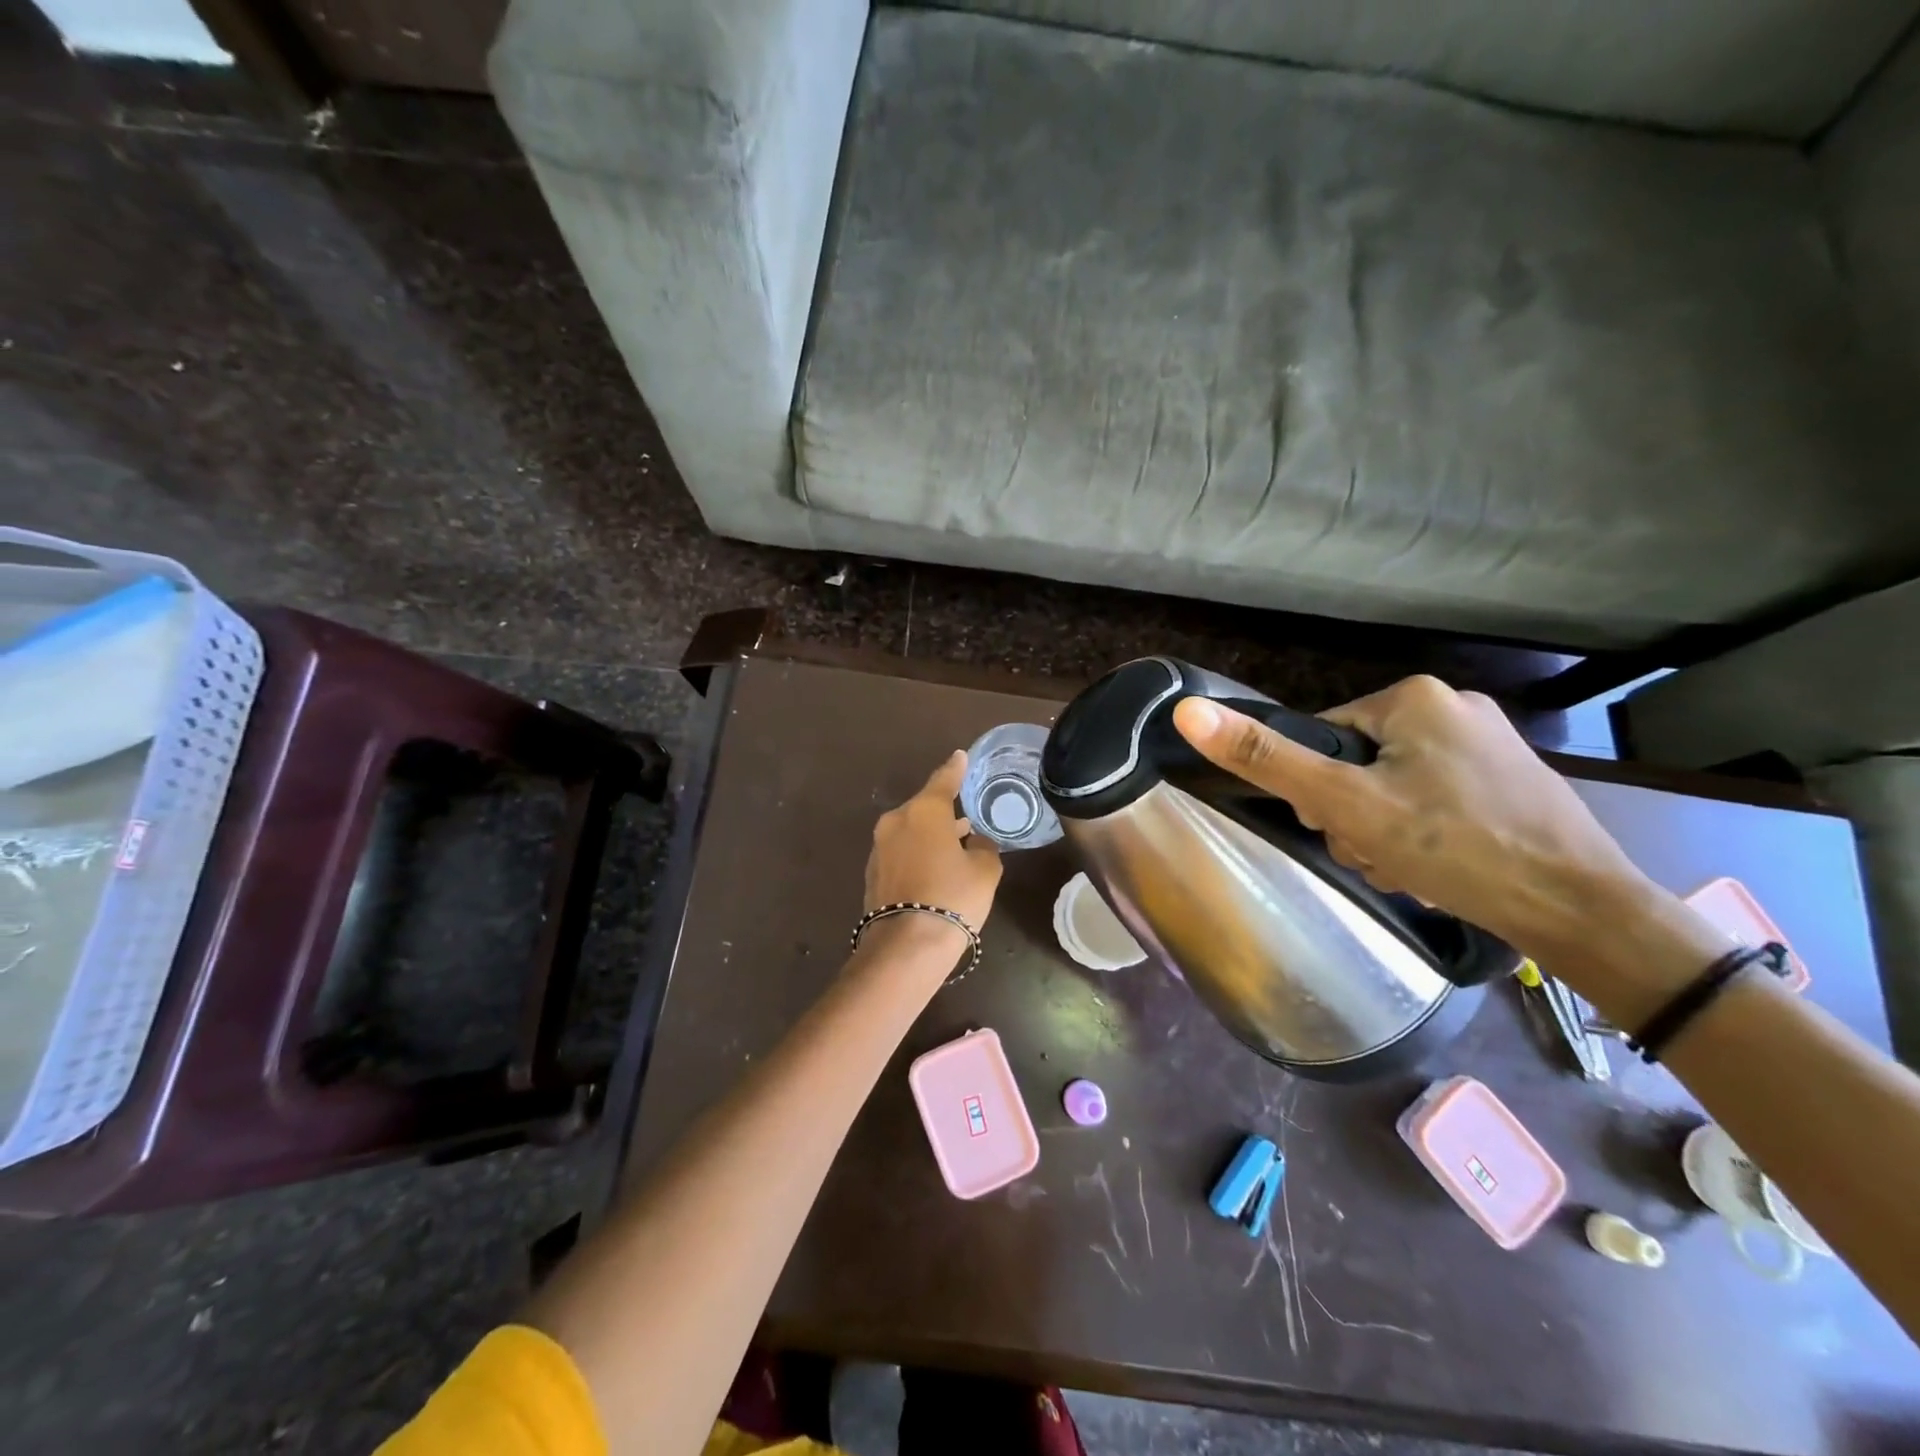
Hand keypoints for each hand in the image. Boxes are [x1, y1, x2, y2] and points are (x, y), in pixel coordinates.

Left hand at [864, 750, 1002, 932]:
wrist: (906, 946)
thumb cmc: (953, 897)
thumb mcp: (984, 869)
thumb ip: (982, 846)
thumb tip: (972, 841)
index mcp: (924, 811)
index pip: (944, 780)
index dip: (955, 769)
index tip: (960, 756)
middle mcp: (896, 821)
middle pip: (924, 808)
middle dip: (943, 812)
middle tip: (965, 818)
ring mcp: (879, 848)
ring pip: (911, 831)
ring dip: (930, 835)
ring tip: (954, 845)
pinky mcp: (872, 874)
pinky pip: (901, 853)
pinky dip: (917, 855)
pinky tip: (934, 869)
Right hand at [1171, 676, 1658, 961]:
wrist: (1581, 910)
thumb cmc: (1453, 846)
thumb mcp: (1345, 804)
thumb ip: (1266, 758)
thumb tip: (1187, 710)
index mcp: (1412, 697)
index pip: (1324, 738)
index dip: (1318, 790)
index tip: (1340, 829)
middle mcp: (1453, 706)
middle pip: (1359, 762)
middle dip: (1355, 815)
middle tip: (1377, 855)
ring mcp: (1490, 743)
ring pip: (1395, 784)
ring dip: (1384, 830)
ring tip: (1409, 868)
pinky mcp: (1511, 779)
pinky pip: (1436, 797)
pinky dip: (1424, 832)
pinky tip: (1438, 866)